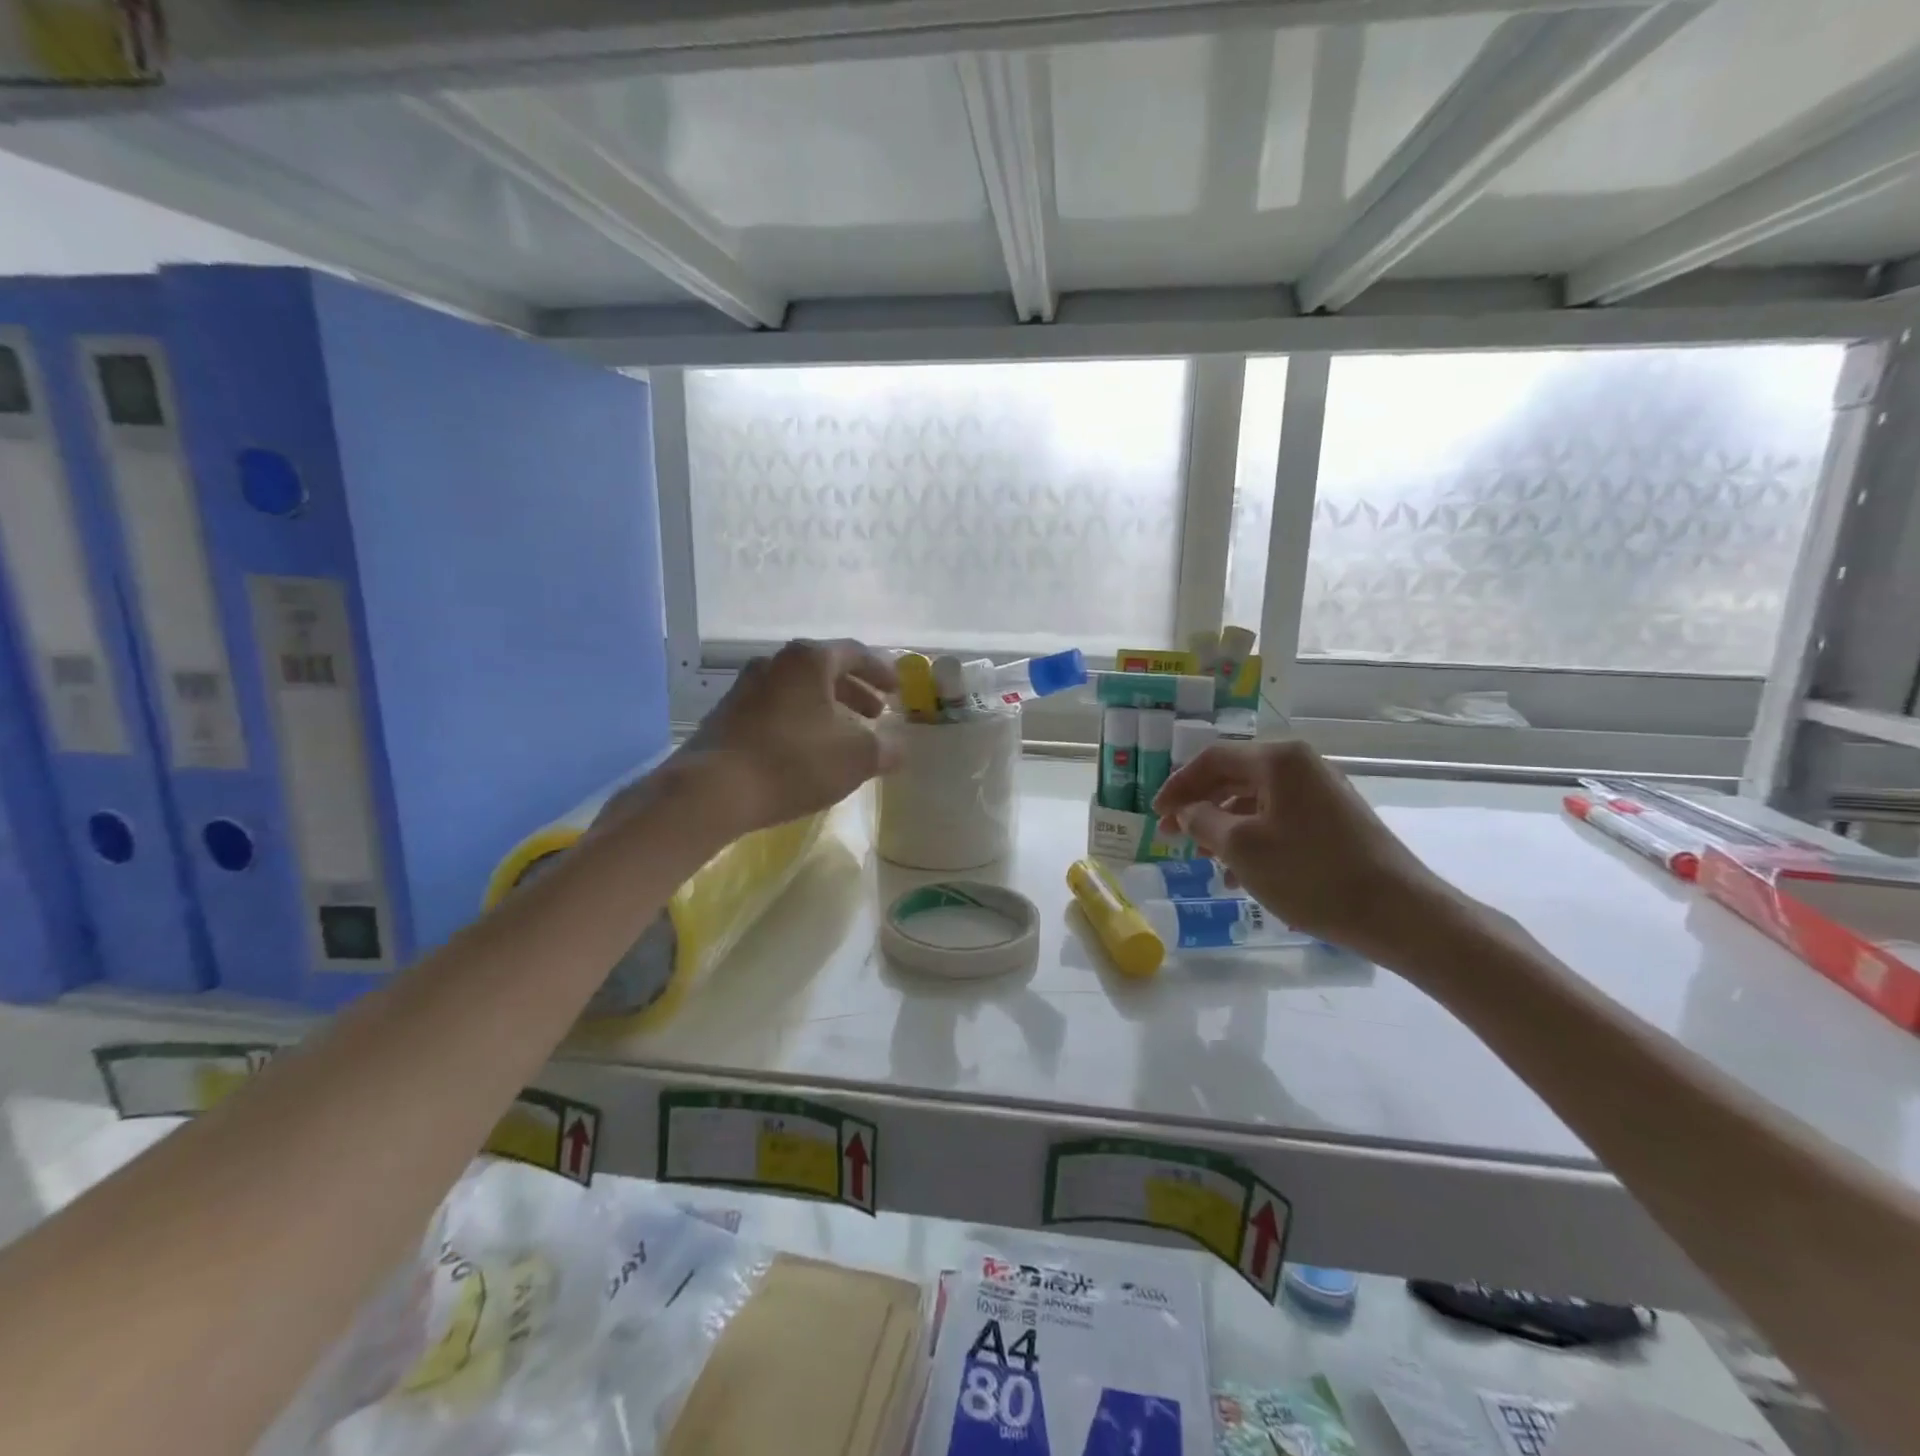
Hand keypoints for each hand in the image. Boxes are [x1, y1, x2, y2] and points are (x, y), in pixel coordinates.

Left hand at [670, 639, 899, 833]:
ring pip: (798, 690)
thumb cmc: (794, 761)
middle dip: (854, 691)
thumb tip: (898, 748)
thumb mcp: (857, 758)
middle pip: (824, 669)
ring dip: (826, 708)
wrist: (712, 790)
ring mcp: (745, 687)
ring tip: (843, 735)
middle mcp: (775, 663)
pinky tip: (806, 751)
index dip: (881, 671)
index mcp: (809, 660)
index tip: (897, 691)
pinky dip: (800, 721)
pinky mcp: (726, 715)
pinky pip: (776, 708)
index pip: (855, 653)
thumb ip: (886, 749)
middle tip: (874, 714)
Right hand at [1152, 739, 1463, 962]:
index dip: (1178, 785)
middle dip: (1200, 807)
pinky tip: (1240, 874)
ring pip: (1256, 801)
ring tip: (1204, 861)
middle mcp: (1301, 766)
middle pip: (1234, 777)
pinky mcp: (1335, 820)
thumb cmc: (1310, 873)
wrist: (1398, 912)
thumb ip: (1204, 821)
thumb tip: (1187, 810)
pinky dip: (1253, 839)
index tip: (1157, 815)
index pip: (1212, 758)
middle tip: (1174, 837)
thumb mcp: (1242, 847)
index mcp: (1278, 759)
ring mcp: (1322, 792)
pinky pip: (1279, 819)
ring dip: (1224, 827)